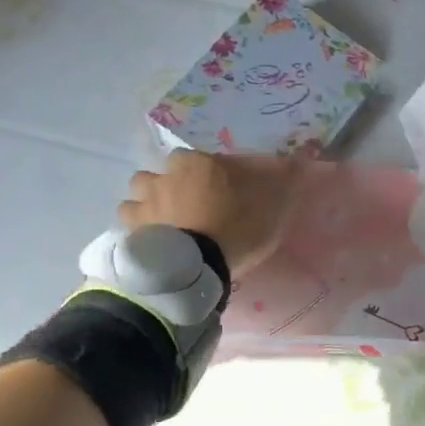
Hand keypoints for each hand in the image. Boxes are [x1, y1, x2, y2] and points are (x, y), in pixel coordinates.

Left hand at [119, 152, 302, 277]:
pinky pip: (128, 221)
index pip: (200, 157)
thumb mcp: (270, 206)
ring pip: (138, 191)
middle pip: (163, 171)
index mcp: (198, 164)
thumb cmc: (235, 229)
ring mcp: (144, 203)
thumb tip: (296, 162)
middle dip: (170, 182)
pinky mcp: (131, 230)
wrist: (196, 268)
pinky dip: (136, 226)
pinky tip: (149, 238)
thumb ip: (280, 182)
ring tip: (163, 219)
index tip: (219, 188)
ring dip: (147, 200)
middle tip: (187, 203)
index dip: (208, 172)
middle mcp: (166, 176)